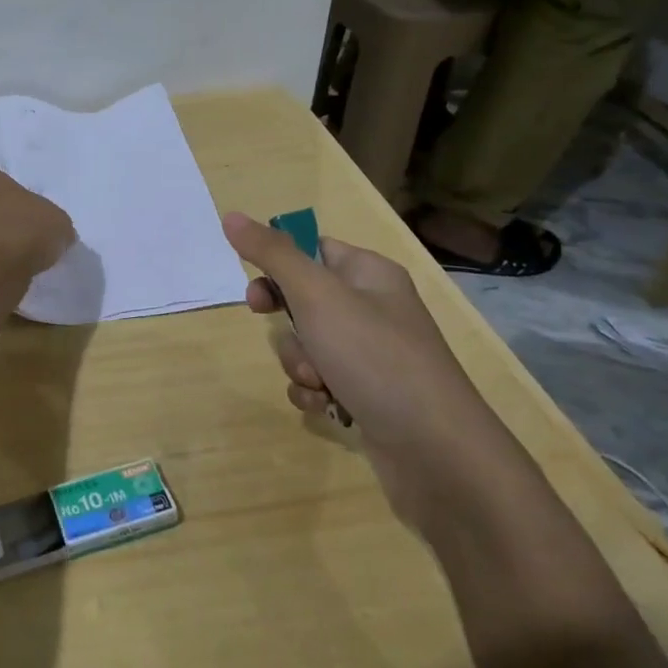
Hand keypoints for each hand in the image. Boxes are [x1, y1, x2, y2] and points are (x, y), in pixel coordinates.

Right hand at [222, 212, 532, 533]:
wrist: (436, 452)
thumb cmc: (375, 358)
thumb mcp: (317, 295)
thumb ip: (271, 254)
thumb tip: (231, 215)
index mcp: (370, 273)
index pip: (314, 249)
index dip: (279, 267)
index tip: (257, 294)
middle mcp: (374, 308)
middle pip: (304, 300)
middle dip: (287, 325)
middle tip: (288, 336)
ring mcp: (373, 355)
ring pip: (308, 344)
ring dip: (300, 363)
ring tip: (320, 381)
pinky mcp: (369, 394)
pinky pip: (321, 380)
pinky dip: (315, 391)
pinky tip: (326, 406)